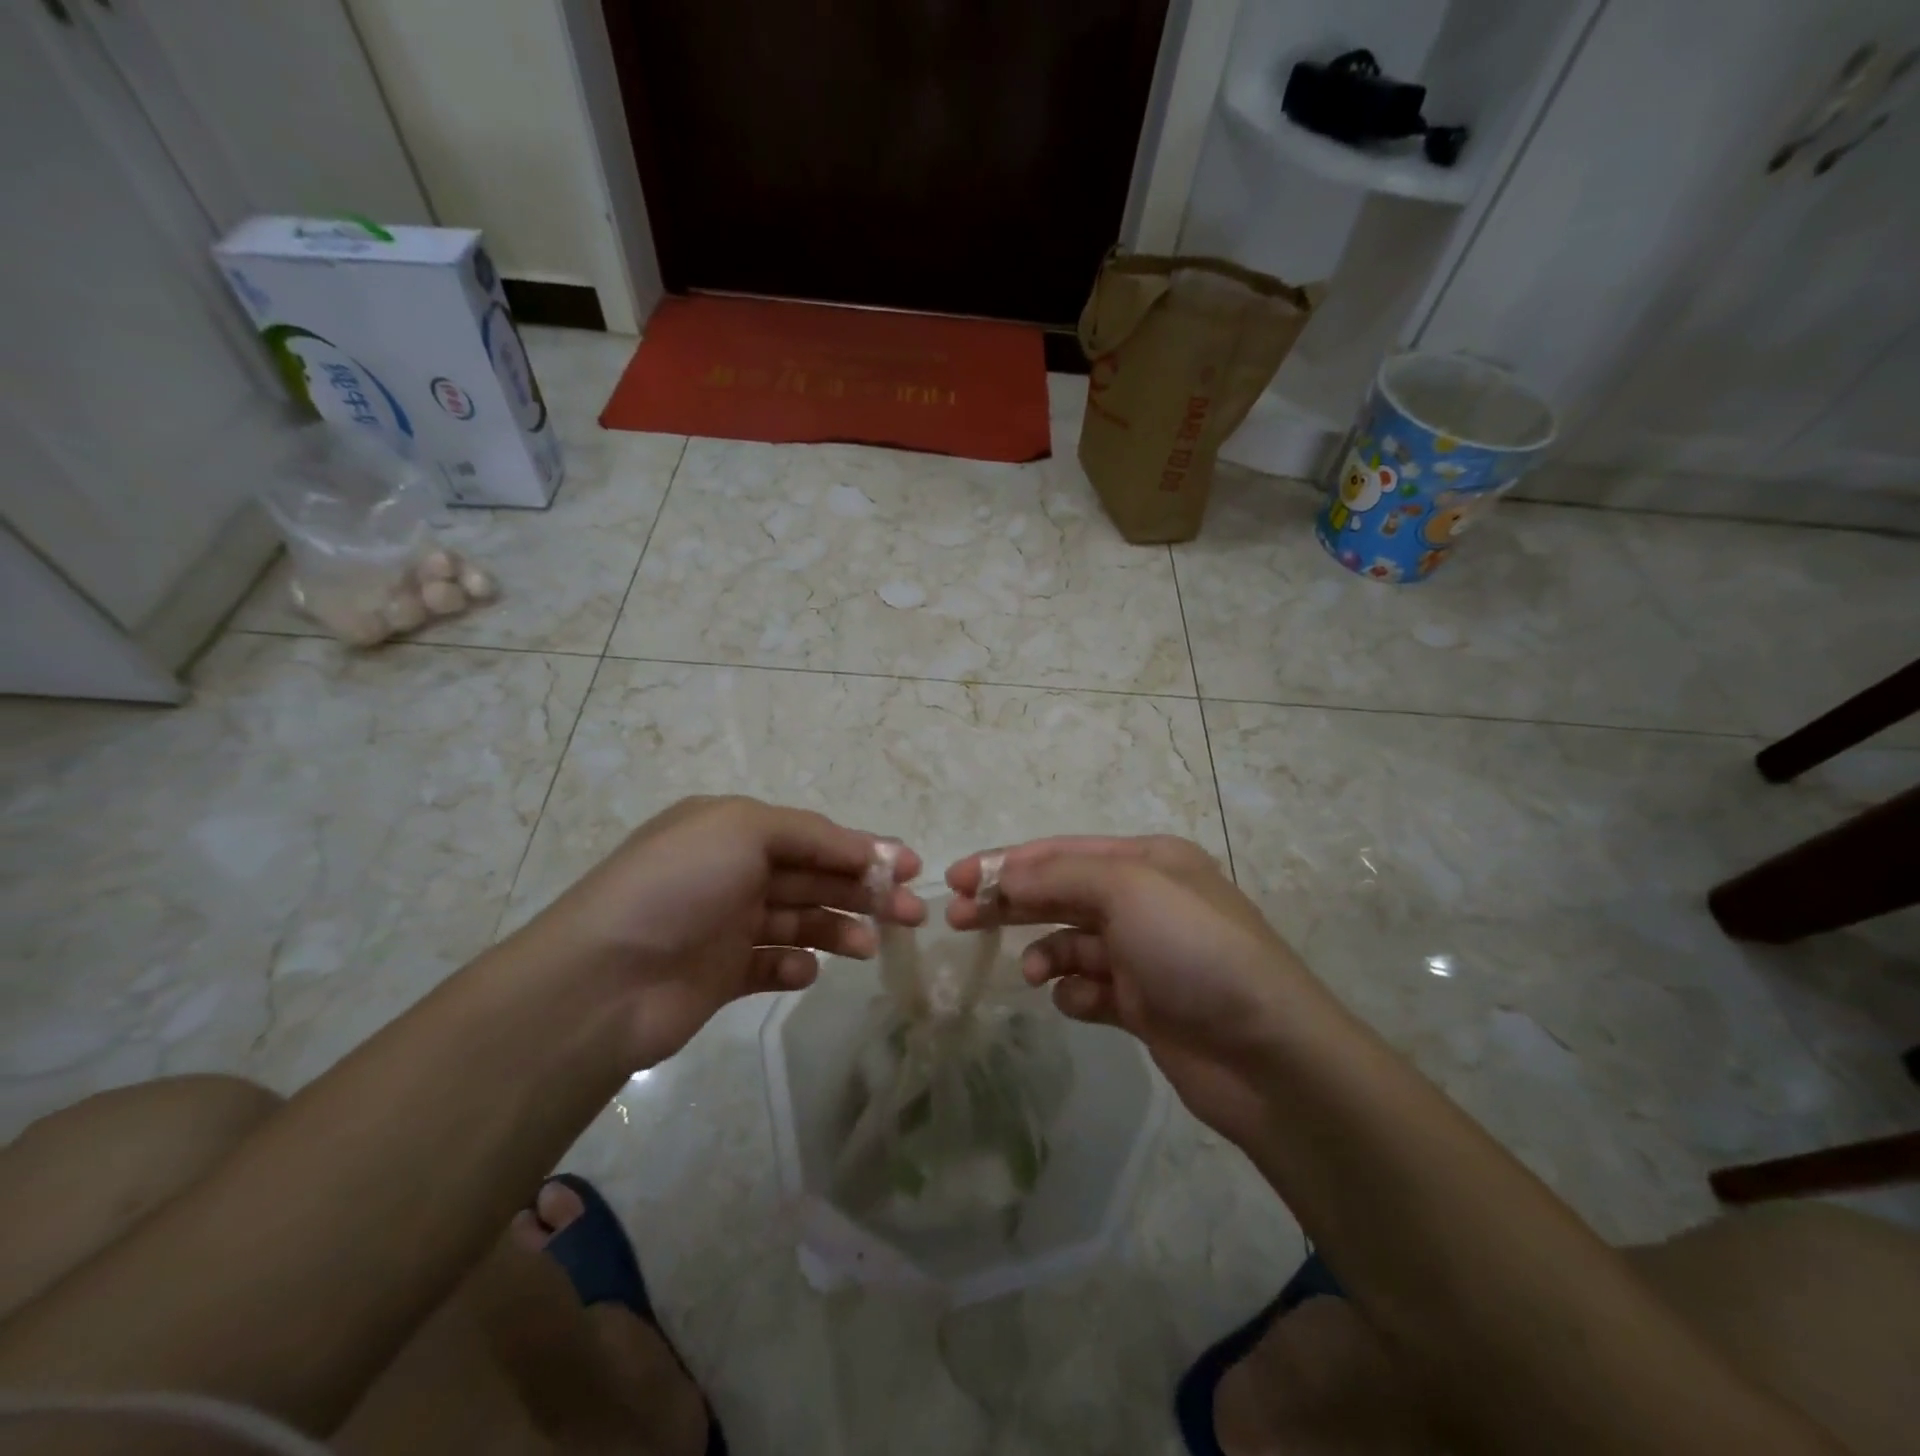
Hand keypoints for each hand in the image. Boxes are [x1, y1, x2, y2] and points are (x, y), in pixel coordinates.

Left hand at [521, 796, 923, 1067]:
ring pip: (801, 921)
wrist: (603, 979)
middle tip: (911, 914)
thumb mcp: (744, 829)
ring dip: (839, 930)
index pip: (814, 835)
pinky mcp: (722, 974)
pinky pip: (772, 965)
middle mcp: (733, 871)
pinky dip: (795, 967)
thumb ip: (812, 835)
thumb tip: (867, 851)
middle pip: (815, 877)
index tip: (910, 868)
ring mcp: (727, 924)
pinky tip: (805, 972)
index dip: (864, 849)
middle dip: (864, 891)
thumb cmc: (678, 885)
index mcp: (734, 829)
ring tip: (868, 948)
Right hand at [946, 836, 1311, 1142]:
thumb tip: (1004, 876)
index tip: (956, 879)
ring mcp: (1144, 954)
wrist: (1268, 1054)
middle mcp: (1144, 900)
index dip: (1006, 862)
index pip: (1060, 852)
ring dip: (1045, 953)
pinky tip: (1078, 1003)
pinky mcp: (1143, 1004)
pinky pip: (1090, 988)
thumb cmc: (1194, 950)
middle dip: (1011, 903)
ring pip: (1071, 942)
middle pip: (1059, 893)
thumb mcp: (1128, 889)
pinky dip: (1076, 993)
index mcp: (1146, 861)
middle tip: (958, 918)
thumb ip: (1059, 875)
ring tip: (1034, 973)